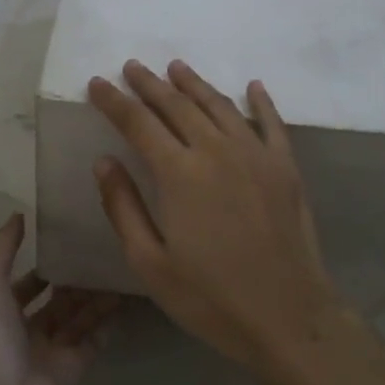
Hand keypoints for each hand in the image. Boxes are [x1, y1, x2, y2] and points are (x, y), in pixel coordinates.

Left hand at [0, 214, 119, 384]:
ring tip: (117, 268)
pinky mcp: (75, 369)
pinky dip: (108, 321)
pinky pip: (95, 339)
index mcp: (2, 312)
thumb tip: (19, 215)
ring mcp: (52, 352)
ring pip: (77, 318)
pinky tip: (125, 297)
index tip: (69, 242)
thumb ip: (1, 247)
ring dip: (94, 296)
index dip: (43, 266)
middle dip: (74, 280)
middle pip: (55, 301)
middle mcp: (26, 331)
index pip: (25, 284)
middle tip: (101, 253)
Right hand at [87, 60, 345, 377]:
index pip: (138, 123)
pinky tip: (252, 86)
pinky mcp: (285, 167)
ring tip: (176, 67)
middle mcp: (216, 151)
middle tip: (131, 67)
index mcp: (179, 173)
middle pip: (177, 105)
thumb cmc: (211, 297)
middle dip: (150, 84)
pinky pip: (271, 122)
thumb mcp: (150, 263)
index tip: (96, 83)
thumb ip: (123, 207)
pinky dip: (260, 101)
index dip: (114, 101)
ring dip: (194, 83)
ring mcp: (255, 155)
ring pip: (219, 105)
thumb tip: (104, 161)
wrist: (288, 317)